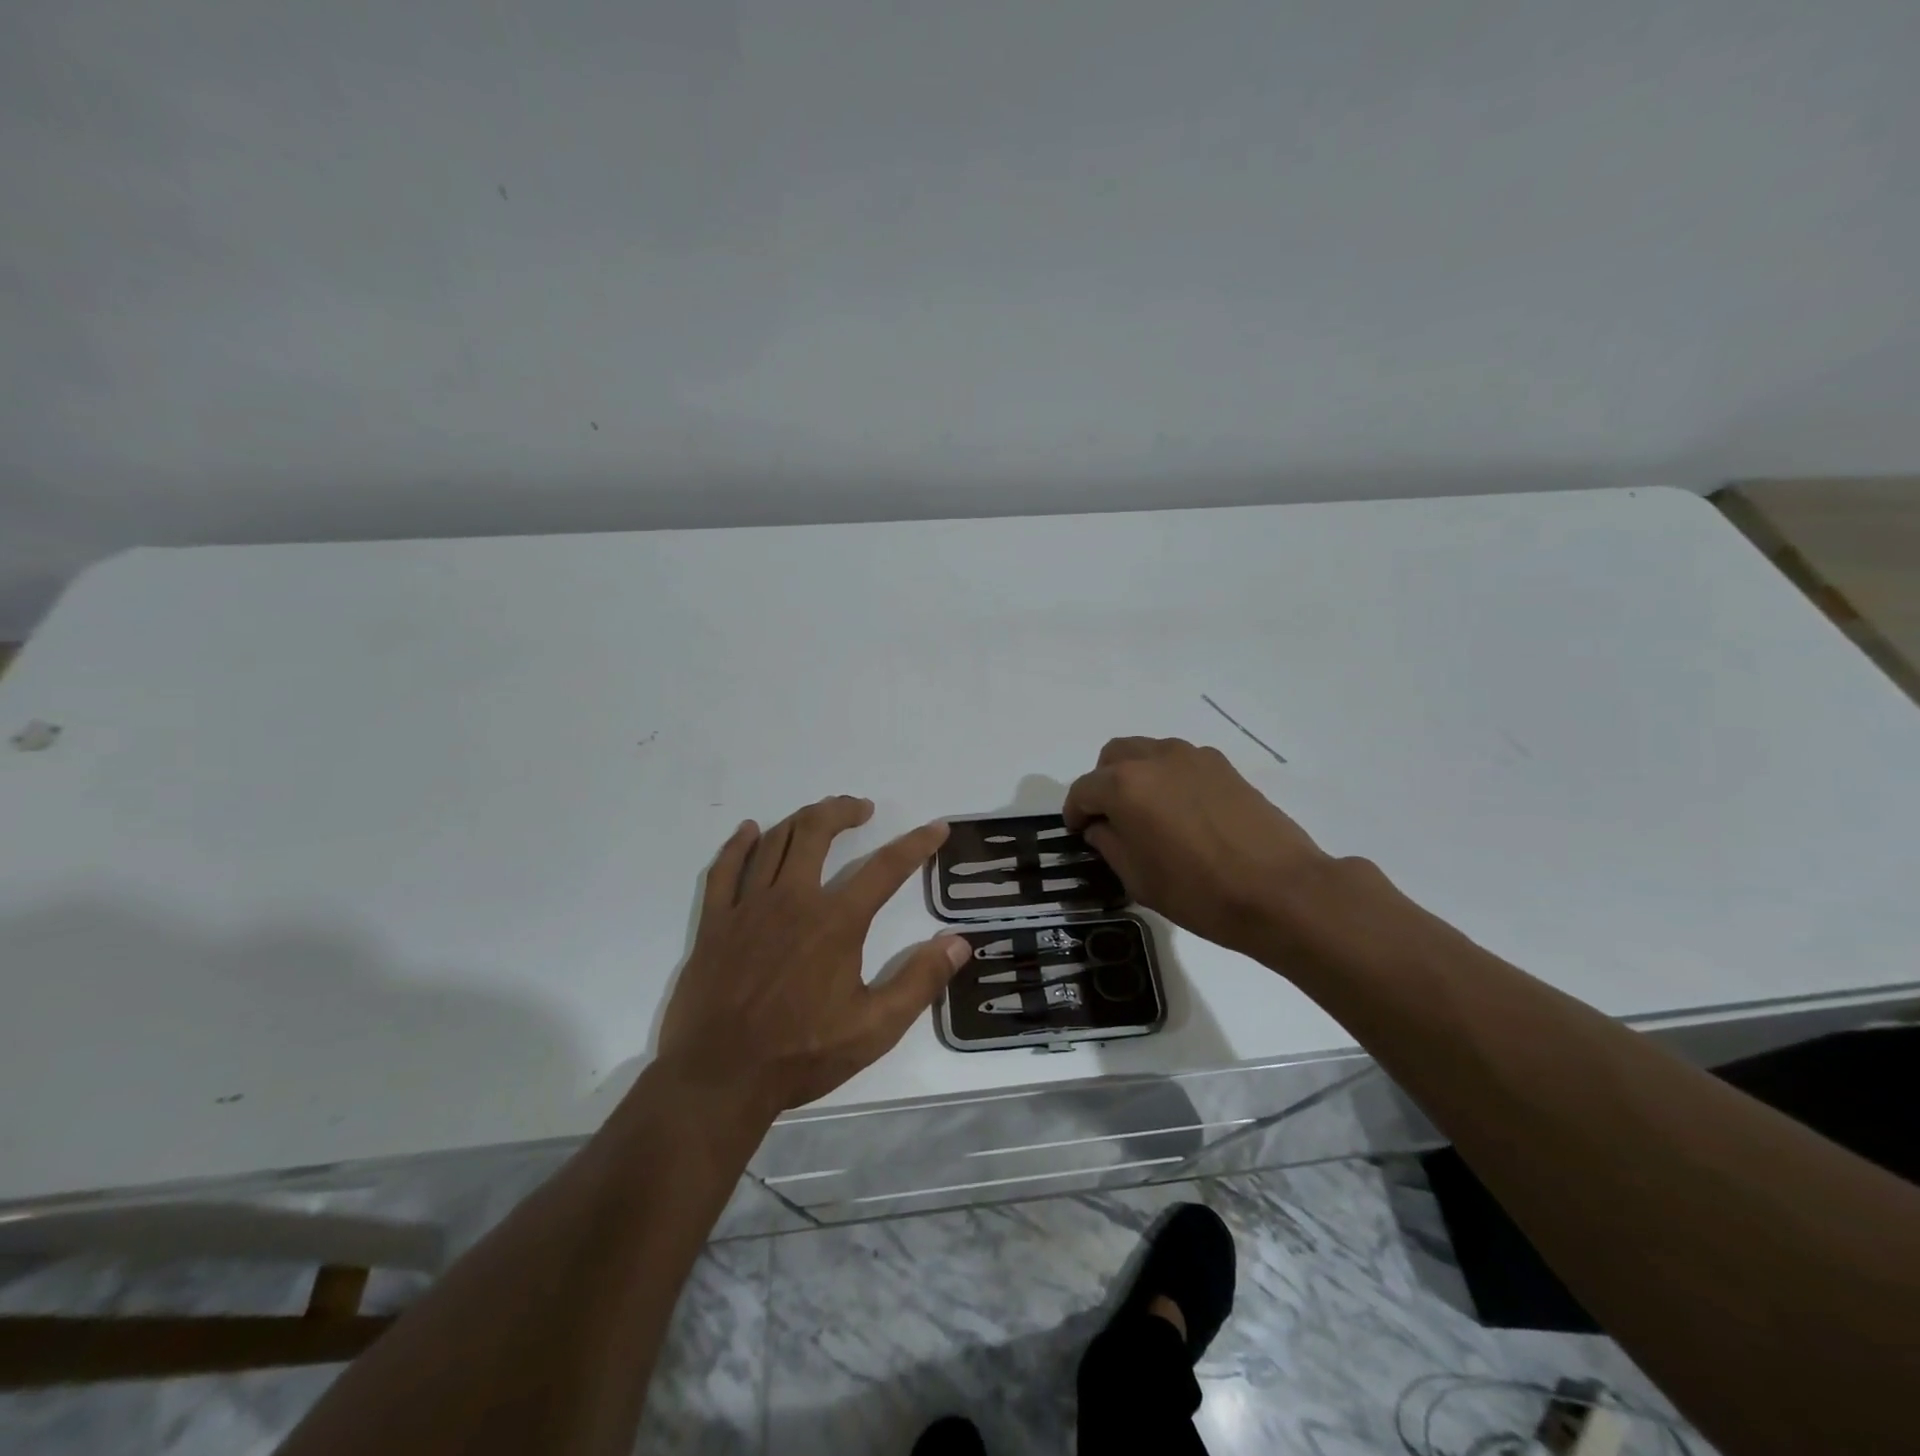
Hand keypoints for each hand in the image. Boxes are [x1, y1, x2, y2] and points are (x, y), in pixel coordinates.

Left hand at [656, 796, 969, 1118]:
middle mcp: (793, 900)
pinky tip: (750, 831)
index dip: (916, 844)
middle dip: (843, 811)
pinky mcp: (715, 923)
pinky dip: (739, 844)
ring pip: (774, 842)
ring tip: (820, 815)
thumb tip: (959, 942)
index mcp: (836, 922)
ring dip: (801, 820)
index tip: (935, 828)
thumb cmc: (802, 1054)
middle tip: (861, 808)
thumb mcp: (875, 1028)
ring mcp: (748, 908)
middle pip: (817, 833)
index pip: (885, 868)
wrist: (720, 1078)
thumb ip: (920, 981)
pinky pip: (725, 869)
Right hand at [1063, 737, 1335, 958]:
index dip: (1075, 813)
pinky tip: (1182, 813)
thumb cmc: (1199, 892)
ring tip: (1147, 814)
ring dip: (1135, 776)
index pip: (1083, 790)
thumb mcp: (1138, 878)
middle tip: (1110, 820)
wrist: (1281, 891)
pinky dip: (1167, 778)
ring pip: (1147, 753)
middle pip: (1112, 758)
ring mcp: (1192, 757)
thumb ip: (1109, 843)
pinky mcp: (1223, 766)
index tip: (1079, 834)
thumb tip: (1101, 827)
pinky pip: (1179, 762)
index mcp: (1125, 785)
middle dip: (1102, 785)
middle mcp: (1155, 758)